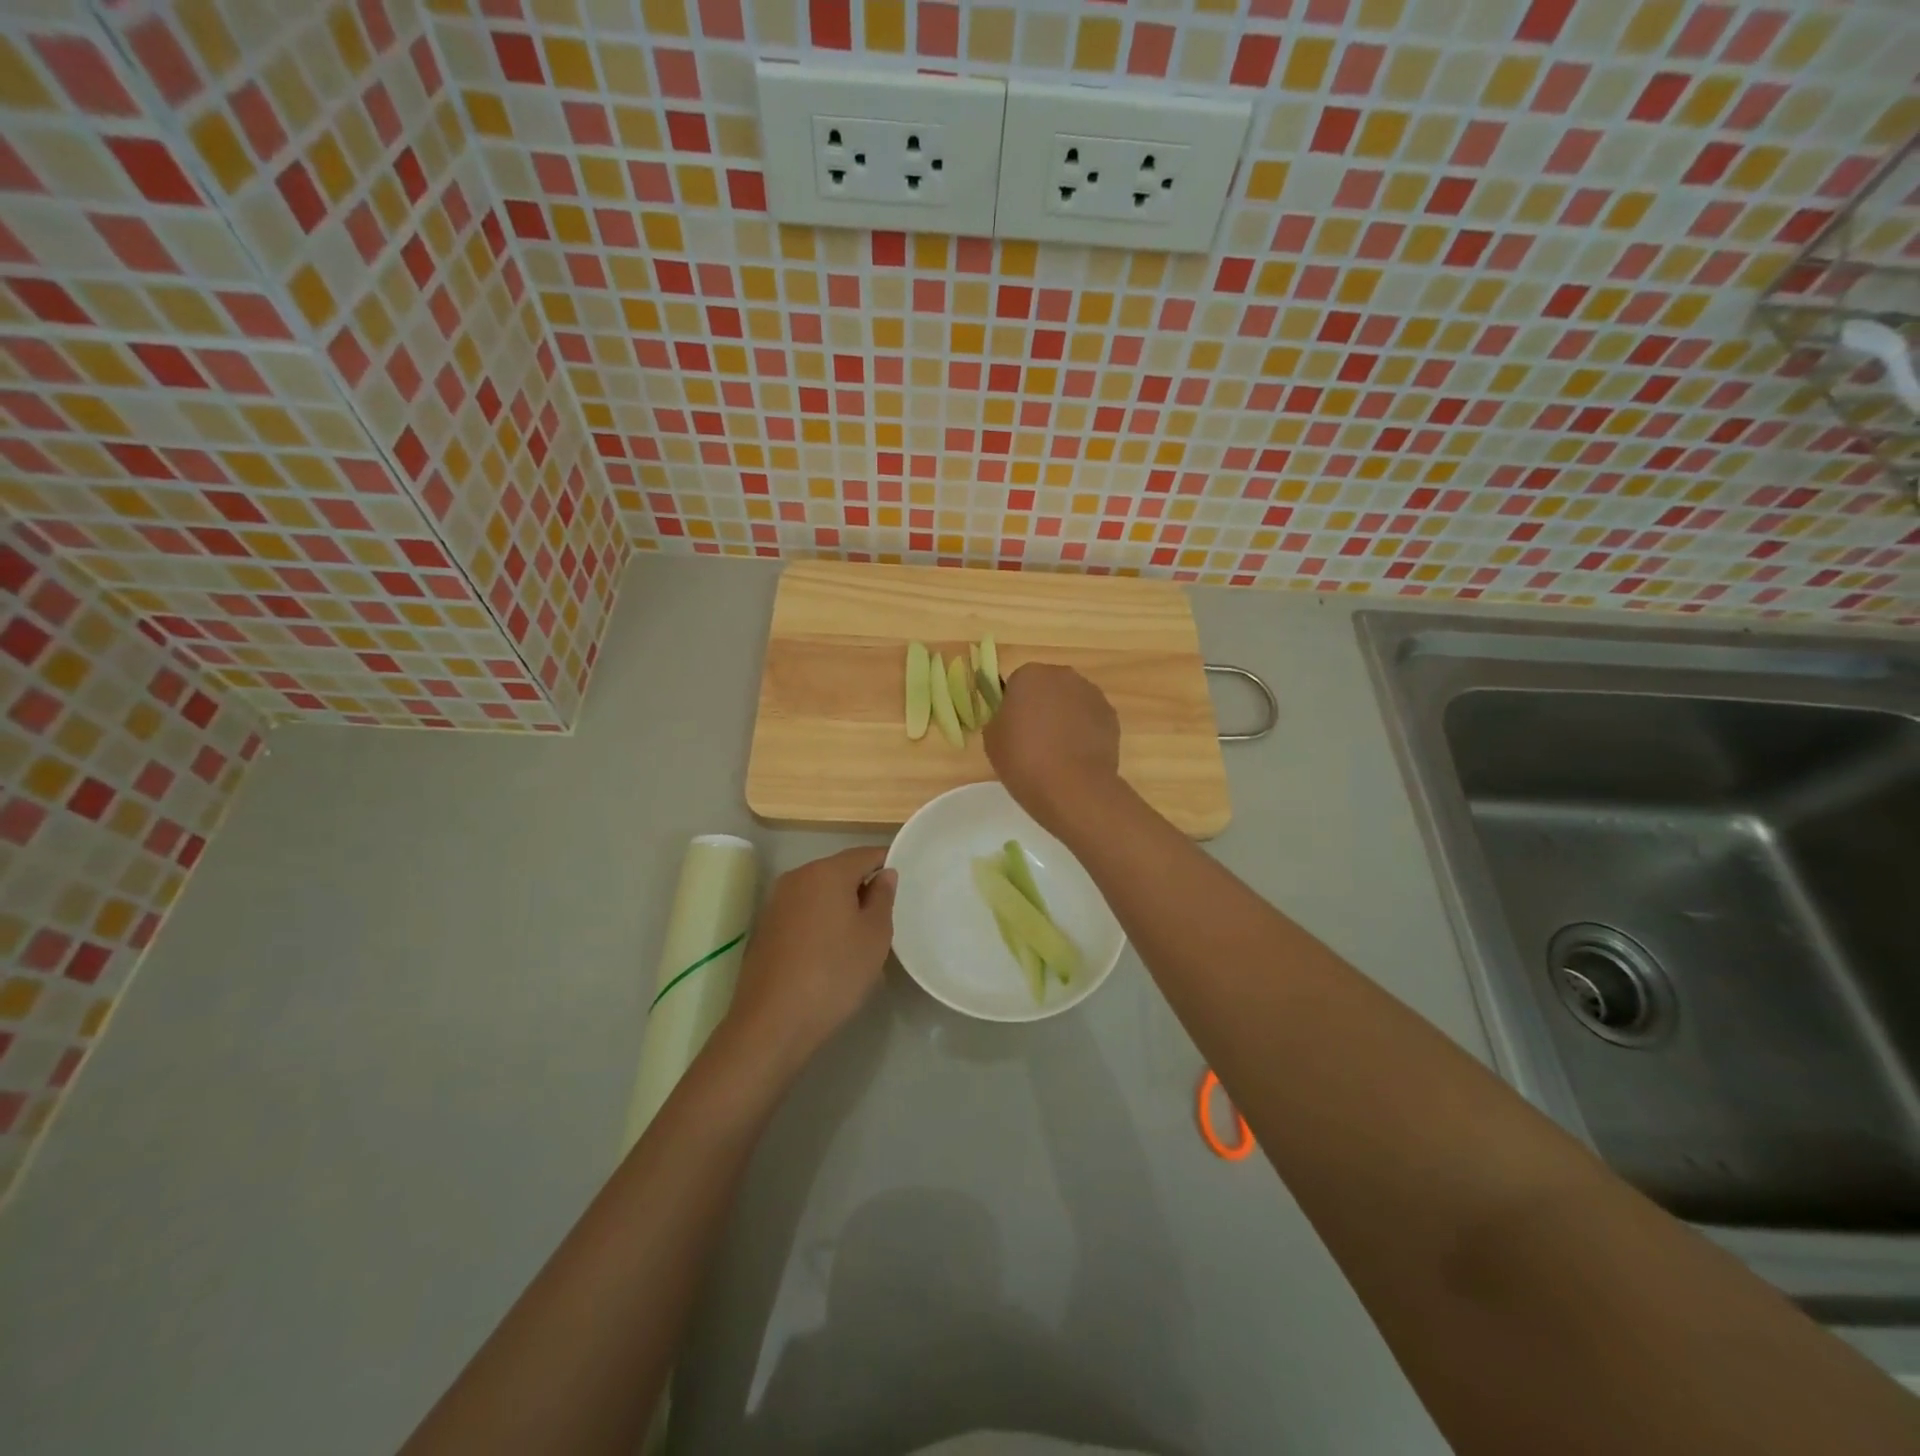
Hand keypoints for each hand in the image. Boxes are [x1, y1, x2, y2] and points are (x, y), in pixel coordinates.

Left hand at [723, 846, 896, 1081]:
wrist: (773, 1022)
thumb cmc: (835, 973)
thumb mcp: (874, 936)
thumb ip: (882, 897)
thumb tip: (884, 874)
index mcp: (827, 872)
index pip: (865, 854)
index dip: (887, 863)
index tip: (904, 882)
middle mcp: (797, 877)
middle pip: (839, 870)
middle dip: (862, 886)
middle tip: (885, 915)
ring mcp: (776, 902)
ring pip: (819, 892)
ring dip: (840, 905)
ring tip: (859, 935)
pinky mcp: (765, 927)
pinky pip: (802, 911)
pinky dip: (819, 921)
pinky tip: (830, 950)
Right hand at [983, 663, 1122, 836]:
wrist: (1072, 787)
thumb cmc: (1023, 759)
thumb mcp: (992, 739)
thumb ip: (1000, 719)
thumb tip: (1012, 719)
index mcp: (1030, 675)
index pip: (1017, 684)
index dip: (1014, 707)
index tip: (1013, 730)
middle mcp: (1063, 675)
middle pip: (1048, 688)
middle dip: (1042, 707)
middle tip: (1034, 740)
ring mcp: (1092, 694)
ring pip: (1072, 702)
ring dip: (1065, 718)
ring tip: (1058, 752)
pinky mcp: (1111, 716)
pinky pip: (1091, 719)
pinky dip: (1085, 732)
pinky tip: (1078, 757)